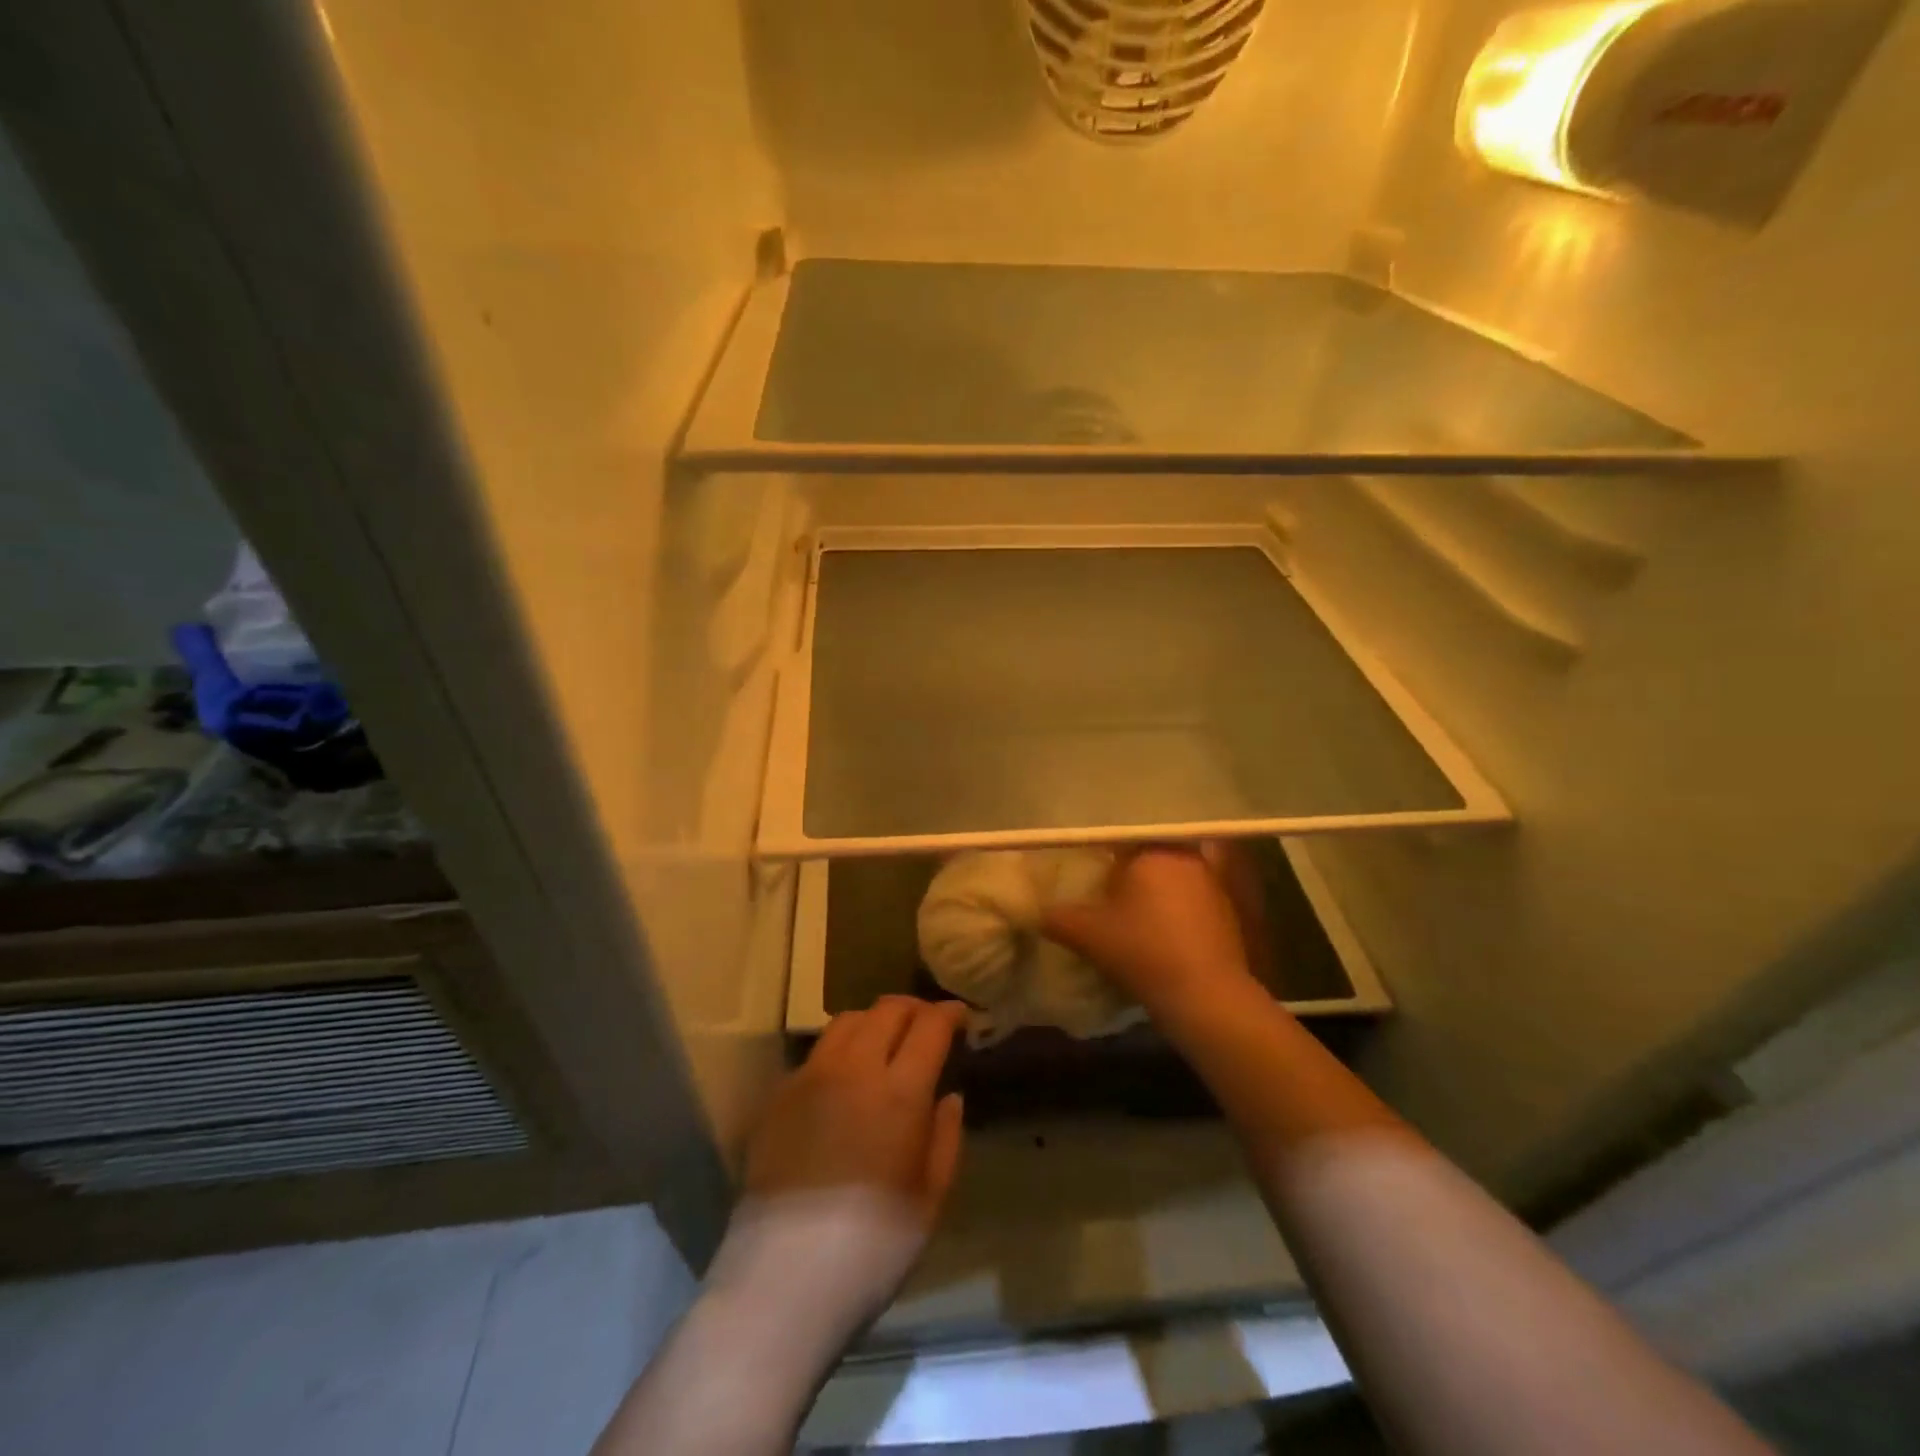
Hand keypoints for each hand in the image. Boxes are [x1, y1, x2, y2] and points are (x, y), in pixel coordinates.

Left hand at [712, 997, 966, 1349]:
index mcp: (899, 1091)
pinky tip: (844, 1078)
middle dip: (914, 1008)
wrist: (782, 1280)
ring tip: (884, 1041)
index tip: (960, 1017)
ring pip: (847, 1020)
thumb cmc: (872, 1247)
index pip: (930, 1026)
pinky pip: (816, 1053)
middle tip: (926, 1024)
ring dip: (874, 1020)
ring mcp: (810, 1076)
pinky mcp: (778, 1095)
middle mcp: (854, 1068)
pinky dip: (840, 1049)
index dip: (949, 1014)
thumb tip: (949, 1096)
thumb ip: (946, 1137)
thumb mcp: (930, 1199)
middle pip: (887, 1009)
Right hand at [1043, 845, 1257, 1013]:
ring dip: (1154, 889)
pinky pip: (1192, 898)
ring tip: (1131, 911)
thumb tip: (1035, 911)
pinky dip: (1175, 908)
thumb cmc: (1142, 951)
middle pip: (1149, 853)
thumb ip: (1057, 917)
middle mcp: (1185, 857)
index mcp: (1152, 851)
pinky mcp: (1227, 911)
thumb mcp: (1088, 935)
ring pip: (1173, 875)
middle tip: (1106, 887)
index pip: (1121, 836)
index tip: (1088, 864)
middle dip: (1129, 868)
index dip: (1102, 849)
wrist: (1206, 997)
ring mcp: (1212, 883)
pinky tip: (1160, 931)